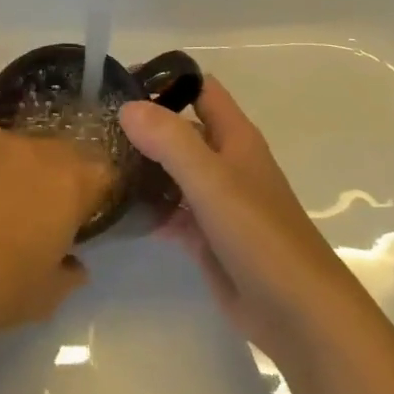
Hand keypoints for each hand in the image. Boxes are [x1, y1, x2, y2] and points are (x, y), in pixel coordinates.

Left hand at [0, 113, 112, 345]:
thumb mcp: (42, 299)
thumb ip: (67, 275)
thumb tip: (73, 263)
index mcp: (69, 183)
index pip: (104, 172)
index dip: (97, 194)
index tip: (83, 218)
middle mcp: (36, 148)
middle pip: (61, 152)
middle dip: (57, 177)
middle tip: (38, 212)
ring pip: (18, 142)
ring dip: (16, 164)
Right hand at [120, 79, 353, 369]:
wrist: (299, 315)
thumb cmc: (260, 236)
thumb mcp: (213, 180)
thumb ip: (171, 140)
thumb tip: (127, 107)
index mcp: (234, 137)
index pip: (199, 89)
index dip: (164, 78)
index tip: (119, 83)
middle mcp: (225, 162)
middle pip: (180, 129)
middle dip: (143, 124)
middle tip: (94, 126)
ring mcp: (216, 201)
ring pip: (172, 170)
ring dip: (141, 165)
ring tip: (95, 163)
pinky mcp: (207, 237)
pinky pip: (170, 211)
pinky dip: (147, 206)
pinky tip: (115, 209)